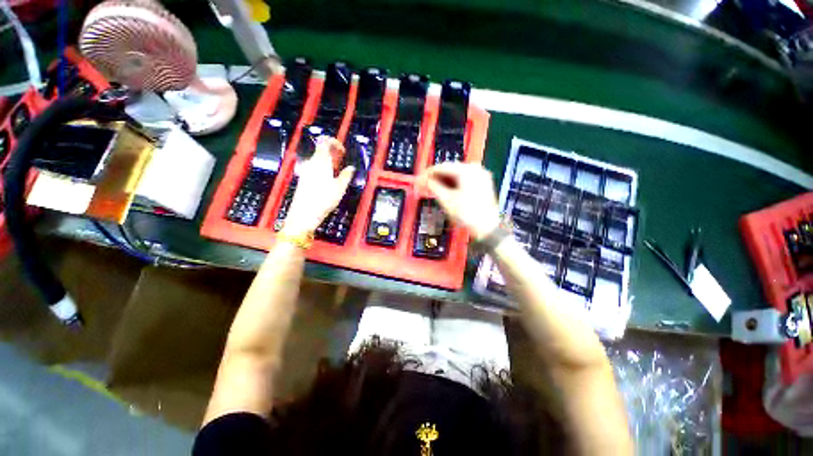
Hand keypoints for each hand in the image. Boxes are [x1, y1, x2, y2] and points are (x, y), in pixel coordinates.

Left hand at [282, 136, 353, 235]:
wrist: (304, 214)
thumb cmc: (322, 200)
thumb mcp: (340, 188)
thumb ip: (346, 175)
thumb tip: (350, 168)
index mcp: (321, 162)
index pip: (325, 142)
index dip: (335, 142)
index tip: (342, 150)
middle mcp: (311, 164)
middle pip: (321, 150)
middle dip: (332, 152)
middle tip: (341, 160)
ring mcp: (306, 171)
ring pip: (318, 159)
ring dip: (328, 161)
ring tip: (337, 171)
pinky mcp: (304, 178)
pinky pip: (314, 167)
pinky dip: (323, 168)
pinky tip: (328, 179)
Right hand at [418, 162, 500, 240]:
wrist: (487, 228)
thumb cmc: (467, 214)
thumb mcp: (446, 200)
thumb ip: (433, 186)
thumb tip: (422, 181)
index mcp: (467, 170)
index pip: (442, 167)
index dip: (428, 174)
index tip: (418, 180)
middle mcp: (475, 169)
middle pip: (449, 170)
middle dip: (435, 178)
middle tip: (422, 186)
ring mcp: (480, 176)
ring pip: (455, 175)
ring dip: (442, 182)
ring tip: (430, 189)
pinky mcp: (481, 184)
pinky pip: (462, 180)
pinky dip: (451, 185)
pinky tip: (443, 191)